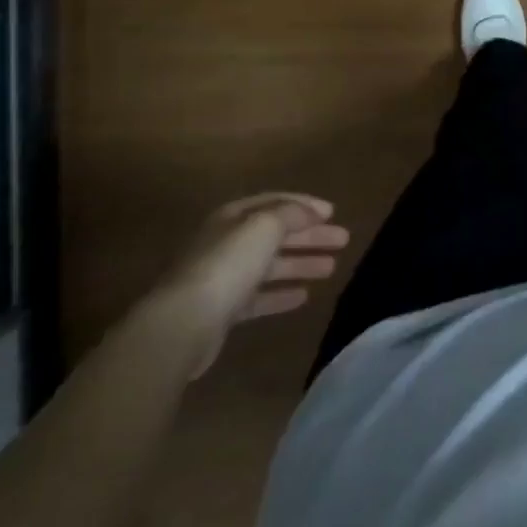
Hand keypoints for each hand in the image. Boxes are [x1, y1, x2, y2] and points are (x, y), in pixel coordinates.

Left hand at [153, 193, 349, 376]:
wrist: (183, 324)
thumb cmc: (227, 265)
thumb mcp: (264, 227)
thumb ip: (291, 215)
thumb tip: (310, 212)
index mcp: (233, 217)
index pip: (275, 203)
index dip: (305, 205)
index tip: (333, 213)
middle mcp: (227, 242)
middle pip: (276, 234)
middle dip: (310, 235)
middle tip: (343, 240)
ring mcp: (223, 278)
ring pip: (271, 265)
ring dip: (301, 263)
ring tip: (332, 268)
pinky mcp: (223, 311)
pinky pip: (260, 296)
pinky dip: (282, 293)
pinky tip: (304, 296)